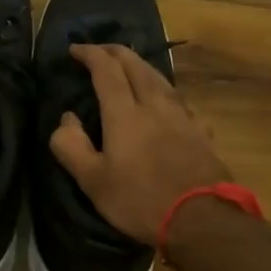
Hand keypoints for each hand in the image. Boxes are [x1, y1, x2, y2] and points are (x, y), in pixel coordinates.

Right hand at [49, 44, 234, 245]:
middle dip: (116, 52)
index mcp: (125, 113)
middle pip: (136, 65)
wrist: (203, 221)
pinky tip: (166, 101)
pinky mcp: (201, 132)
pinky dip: (164, 90)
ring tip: (131, 66)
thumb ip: (71, 146)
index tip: (75, 49)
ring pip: (160, 78)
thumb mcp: (93, 181)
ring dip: (141, 66)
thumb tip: (66, 118)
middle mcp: (155, 105)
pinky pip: (179, 99)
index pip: (106, 70)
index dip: (90, 54)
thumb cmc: (141, 200)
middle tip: (101, 50)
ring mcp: (182, 117)